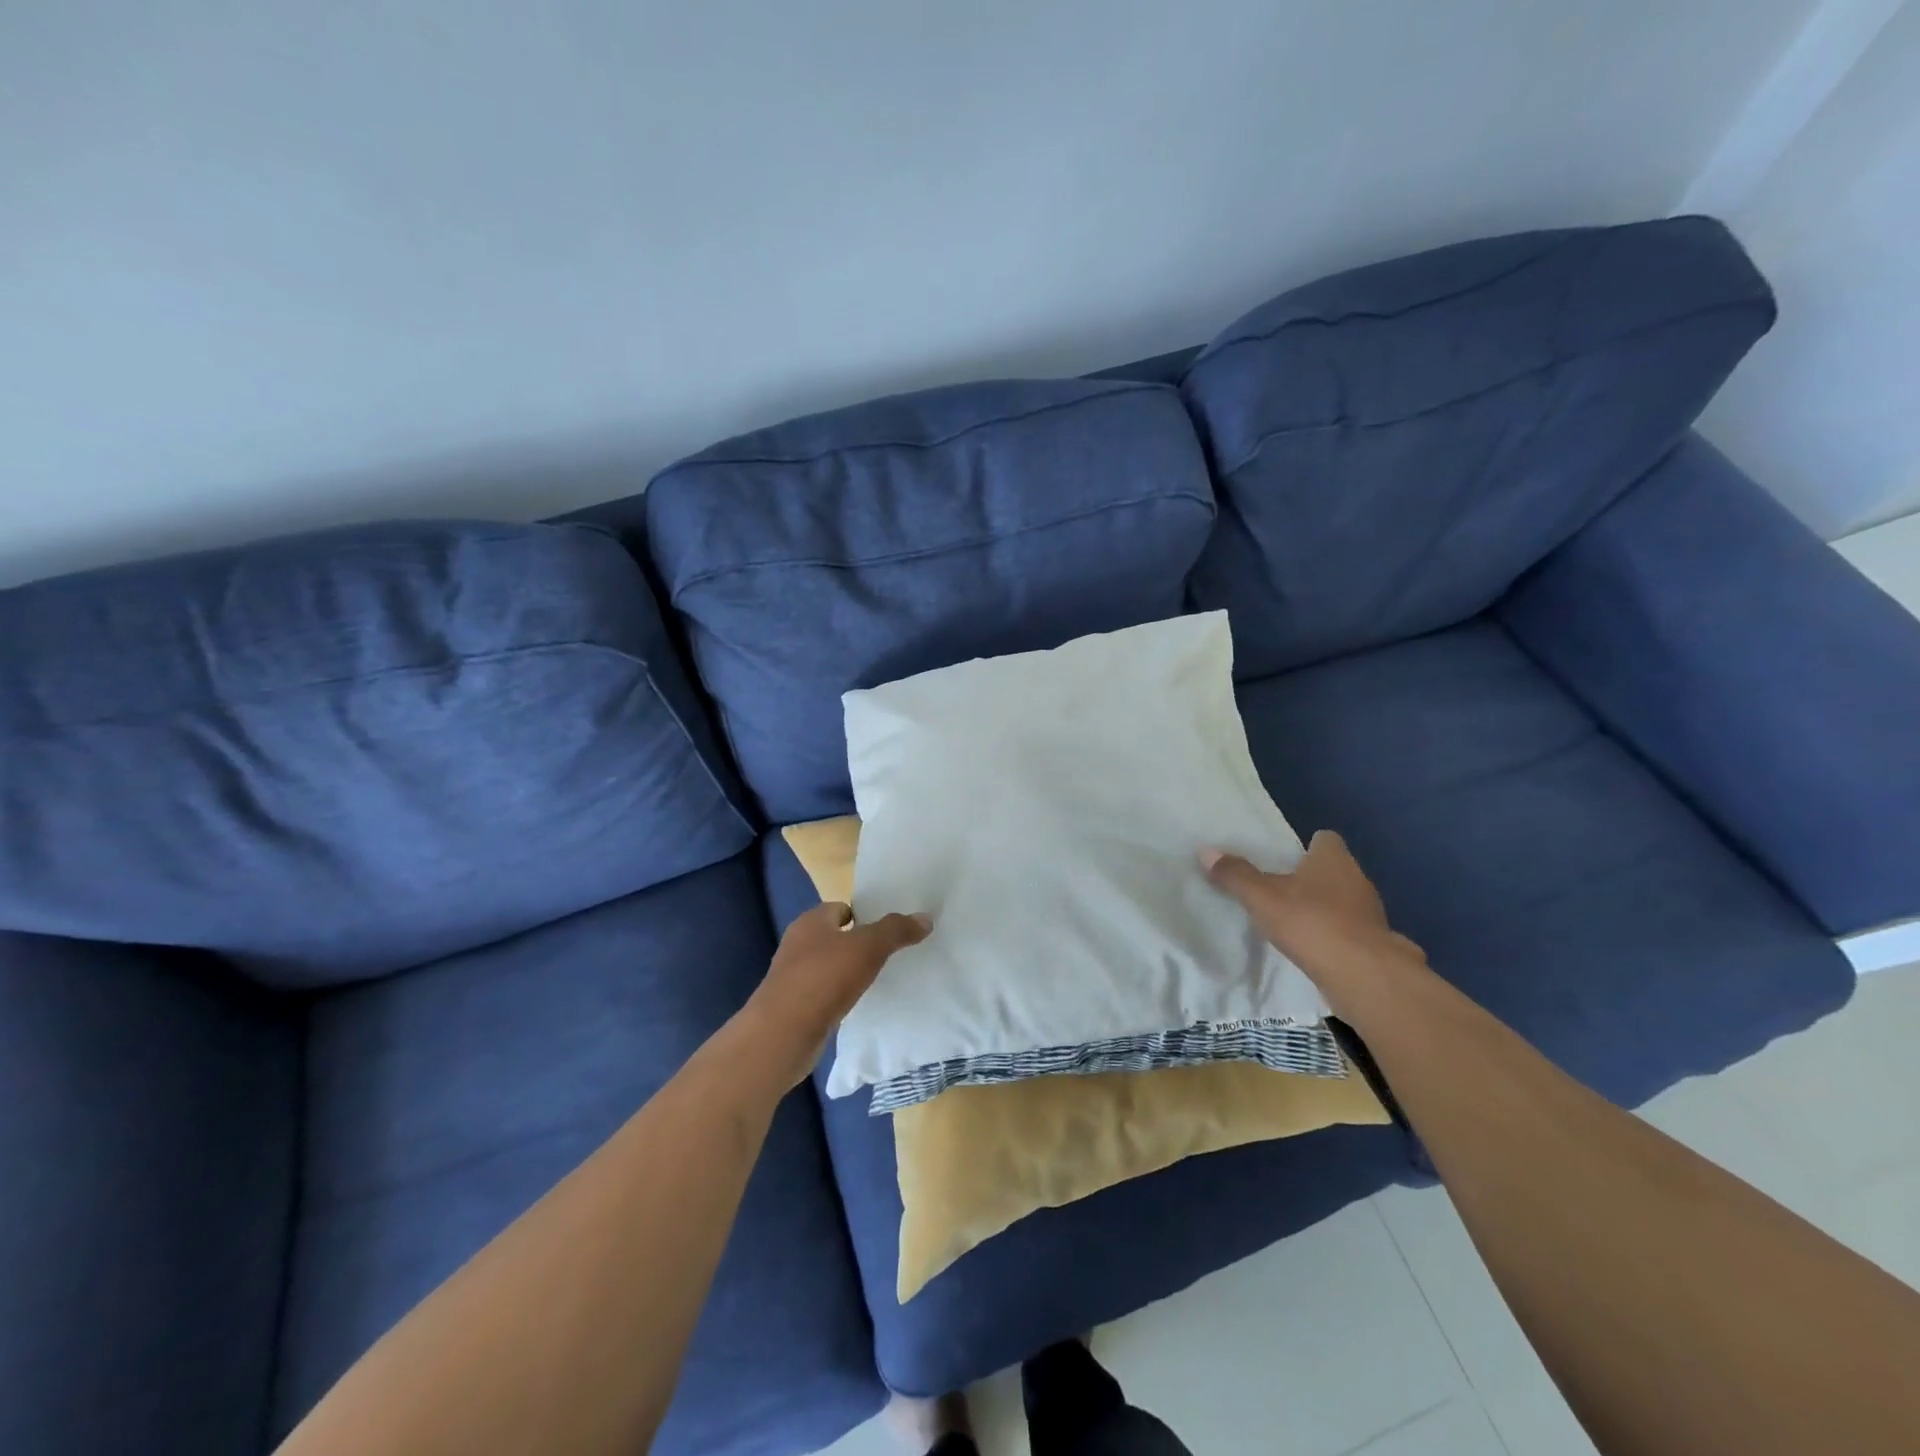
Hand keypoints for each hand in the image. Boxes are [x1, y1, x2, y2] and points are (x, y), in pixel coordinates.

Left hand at [742, 901, 931, 1087]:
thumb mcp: (868, 947)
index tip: (890, 929)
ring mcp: (793, 977)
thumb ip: (896, 930)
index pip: (841, 908)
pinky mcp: (795, 1007)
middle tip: (890, 953)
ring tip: (880, 979)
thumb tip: (925, 918)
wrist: (782, 1035)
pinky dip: (841, 996)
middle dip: (859, 943)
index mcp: (811, 921)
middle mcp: (798, 944)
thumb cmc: (824, 978)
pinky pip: (826, 994)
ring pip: (830, 966)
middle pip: (835, 937)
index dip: (864, 915)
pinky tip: (859, 1005)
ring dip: (850, 972)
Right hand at [1202, 831, 1425, 1016]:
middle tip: (1280, 888)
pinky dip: (1333, 935)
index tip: (1285, 858)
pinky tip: (1312, 948)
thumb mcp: (1262, 897)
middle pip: (1334, 870)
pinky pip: (1349, 931)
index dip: (1307, 845)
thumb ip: (1235, 875)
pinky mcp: (1374, 944)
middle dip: (1311, 878)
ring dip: (1323, 908)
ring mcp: (1370, 913)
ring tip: (1293, 920)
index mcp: (1333, 859)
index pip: (1325, 839)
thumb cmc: (1311, 922)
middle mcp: (1357, 879)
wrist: (1364, 976)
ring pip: (1343, 901)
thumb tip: (1206, 851)